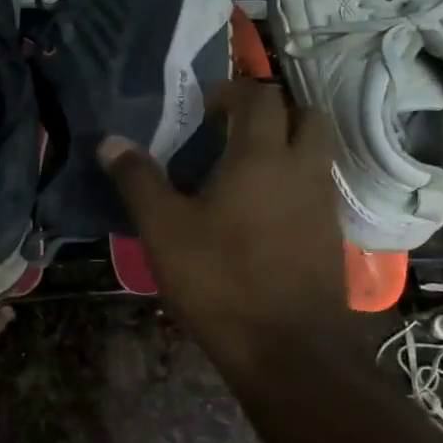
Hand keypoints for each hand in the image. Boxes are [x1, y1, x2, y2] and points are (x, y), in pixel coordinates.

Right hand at [100, 81, 346, 382]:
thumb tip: (111, 142)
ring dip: (286, 147)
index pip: (259, 96)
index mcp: (262, 155)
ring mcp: (324, 204)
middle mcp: (303, 169)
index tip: (202, 111)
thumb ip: (138, 180)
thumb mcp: (164, 229)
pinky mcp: (331, 236)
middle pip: (304, 114)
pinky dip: (294, 183)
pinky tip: (260, 215)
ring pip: (316, 153)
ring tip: (243, 172)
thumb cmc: (220, 280)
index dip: (231, 92)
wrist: (288, 349)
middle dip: (271, 112)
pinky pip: (317, 189)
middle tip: (233, 132)